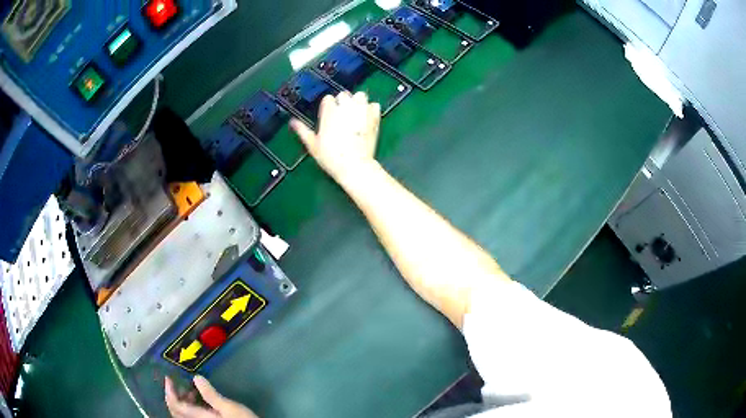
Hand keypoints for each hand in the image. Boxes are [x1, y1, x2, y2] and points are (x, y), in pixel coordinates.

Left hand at [165, 375, 258, 417]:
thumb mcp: (229, 408)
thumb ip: (211, 394)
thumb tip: (196, 377)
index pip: (176, 405)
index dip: (169, 391)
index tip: (169, 377)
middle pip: (176, 411)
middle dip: (173, 396)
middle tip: (177, 383)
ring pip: (182, 415)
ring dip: (182, 401)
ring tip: (190, 391)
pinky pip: (191, 416)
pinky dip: (189, 407)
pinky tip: (199, 401)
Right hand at [291, 91, 380, 181]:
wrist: (355, 166)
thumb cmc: (330, 157)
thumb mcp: (313, 145)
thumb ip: (302, 130)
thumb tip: (292, 122)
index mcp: (329, 112)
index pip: (328, 98)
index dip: (328, 106)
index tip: (328, 116)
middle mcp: (345, 107)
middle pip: (344, 94)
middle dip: (342, 102)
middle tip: (342, 115)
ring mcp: (361, 111)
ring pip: (360, 95)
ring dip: (358, 101)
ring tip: (355, 113)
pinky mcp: (374, 117)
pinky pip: (374, 105)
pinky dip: (371, 109)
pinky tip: (367, 118)